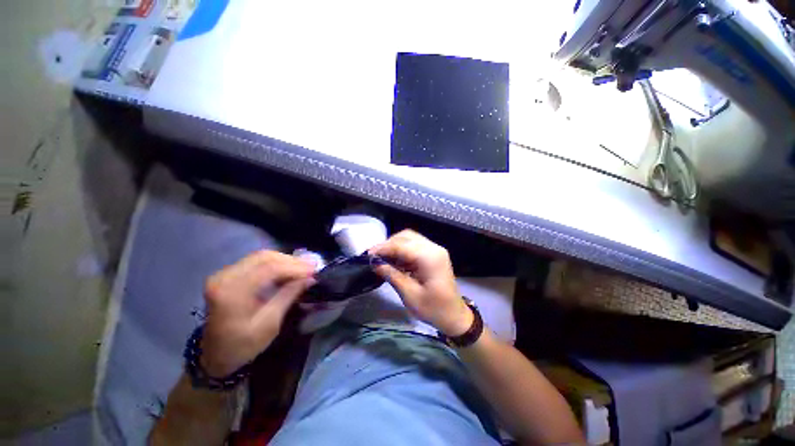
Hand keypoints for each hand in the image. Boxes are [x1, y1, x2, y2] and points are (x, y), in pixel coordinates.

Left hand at [200, 251, 314, 376]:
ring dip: (285, 260)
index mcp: (232, 292)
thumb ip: (289, 295)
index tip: (314, 270)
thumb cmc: (242, 345)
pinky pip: (256, 261)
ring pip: (261, 256)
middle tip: (311, 267)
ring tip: (303, 268)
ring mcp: (223, 274)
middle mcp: (224, 277)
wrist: (214, 355)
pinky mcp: (227, 275)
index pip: (269, 269)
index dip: (295, 267)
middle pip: (264, 257)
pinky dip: (275, 263)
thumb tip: (310, 278)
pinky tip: (288, 269)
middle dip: (291, 261)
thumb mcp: (269, 323)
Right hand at [369, 230, 472, 335]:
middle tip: (375, 256)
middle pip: (406, 236)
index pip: (401, 245)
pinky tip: (394, 261)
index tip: (368, 255)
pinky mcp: (434, 254)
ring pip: (410, 239)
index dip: (383, 248)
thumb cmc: (433, 309)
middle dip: (388, 244)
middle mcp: (434, 248)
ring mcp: (435, 250)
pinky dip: (403, 250)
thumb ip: (392, 275)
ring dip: (395, 246)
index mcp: (429, 257)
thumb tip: (375, 263)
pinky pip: (415, 246)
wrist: (455, 316)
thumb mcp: (410, 294)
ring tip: (382, 258)